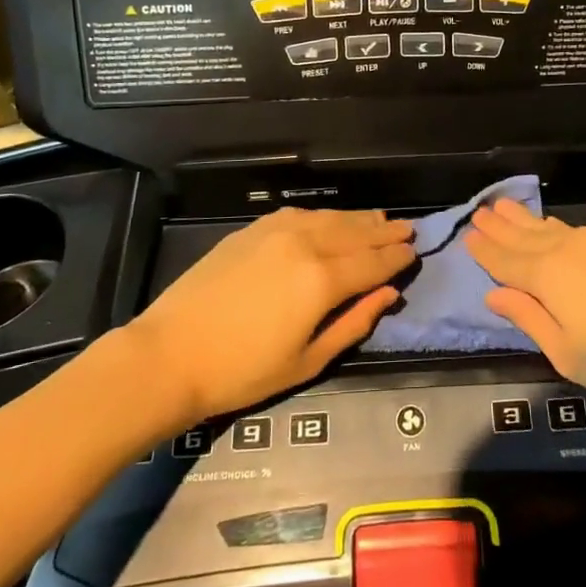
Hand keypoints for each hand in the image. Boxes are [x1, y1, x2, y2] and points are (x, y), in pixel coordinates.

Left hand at [126, 208, 413, 425]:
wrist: (170, 354)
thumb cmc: (242, 371)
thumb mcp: (308, 361)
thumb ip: (353, 323)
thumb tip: (389, 295)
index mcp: (323, 280)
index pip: (373, 263)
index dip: (397, 258)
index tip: (415, 253)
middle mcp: (305, 244)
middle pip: (356, 233)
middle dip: (384, 231)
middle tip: (408, 228)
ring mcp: (276, 231)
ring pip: (330, 218)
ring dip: (358, 219)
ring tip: (379, 218)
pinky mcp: (252, 230)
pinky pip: (300, 214)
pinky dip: (324, 215)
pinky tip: (330, 220)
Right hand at [468, 197, 585, 402]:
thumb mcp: (568, 353)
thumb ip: (529, 319)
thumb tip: (495, 295)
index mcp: (547, 275)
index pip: (505, 260)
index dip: (485, 250)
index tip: (467, 235)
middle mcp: (568, 249)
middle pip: (525, 235)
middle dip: (500, 225)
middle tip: (480, 211)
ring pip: (552, 227)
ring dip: (526, 219)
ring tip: (507, 207)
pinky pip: (578, 230)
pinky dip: (557, 227)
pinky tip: (556, 228)